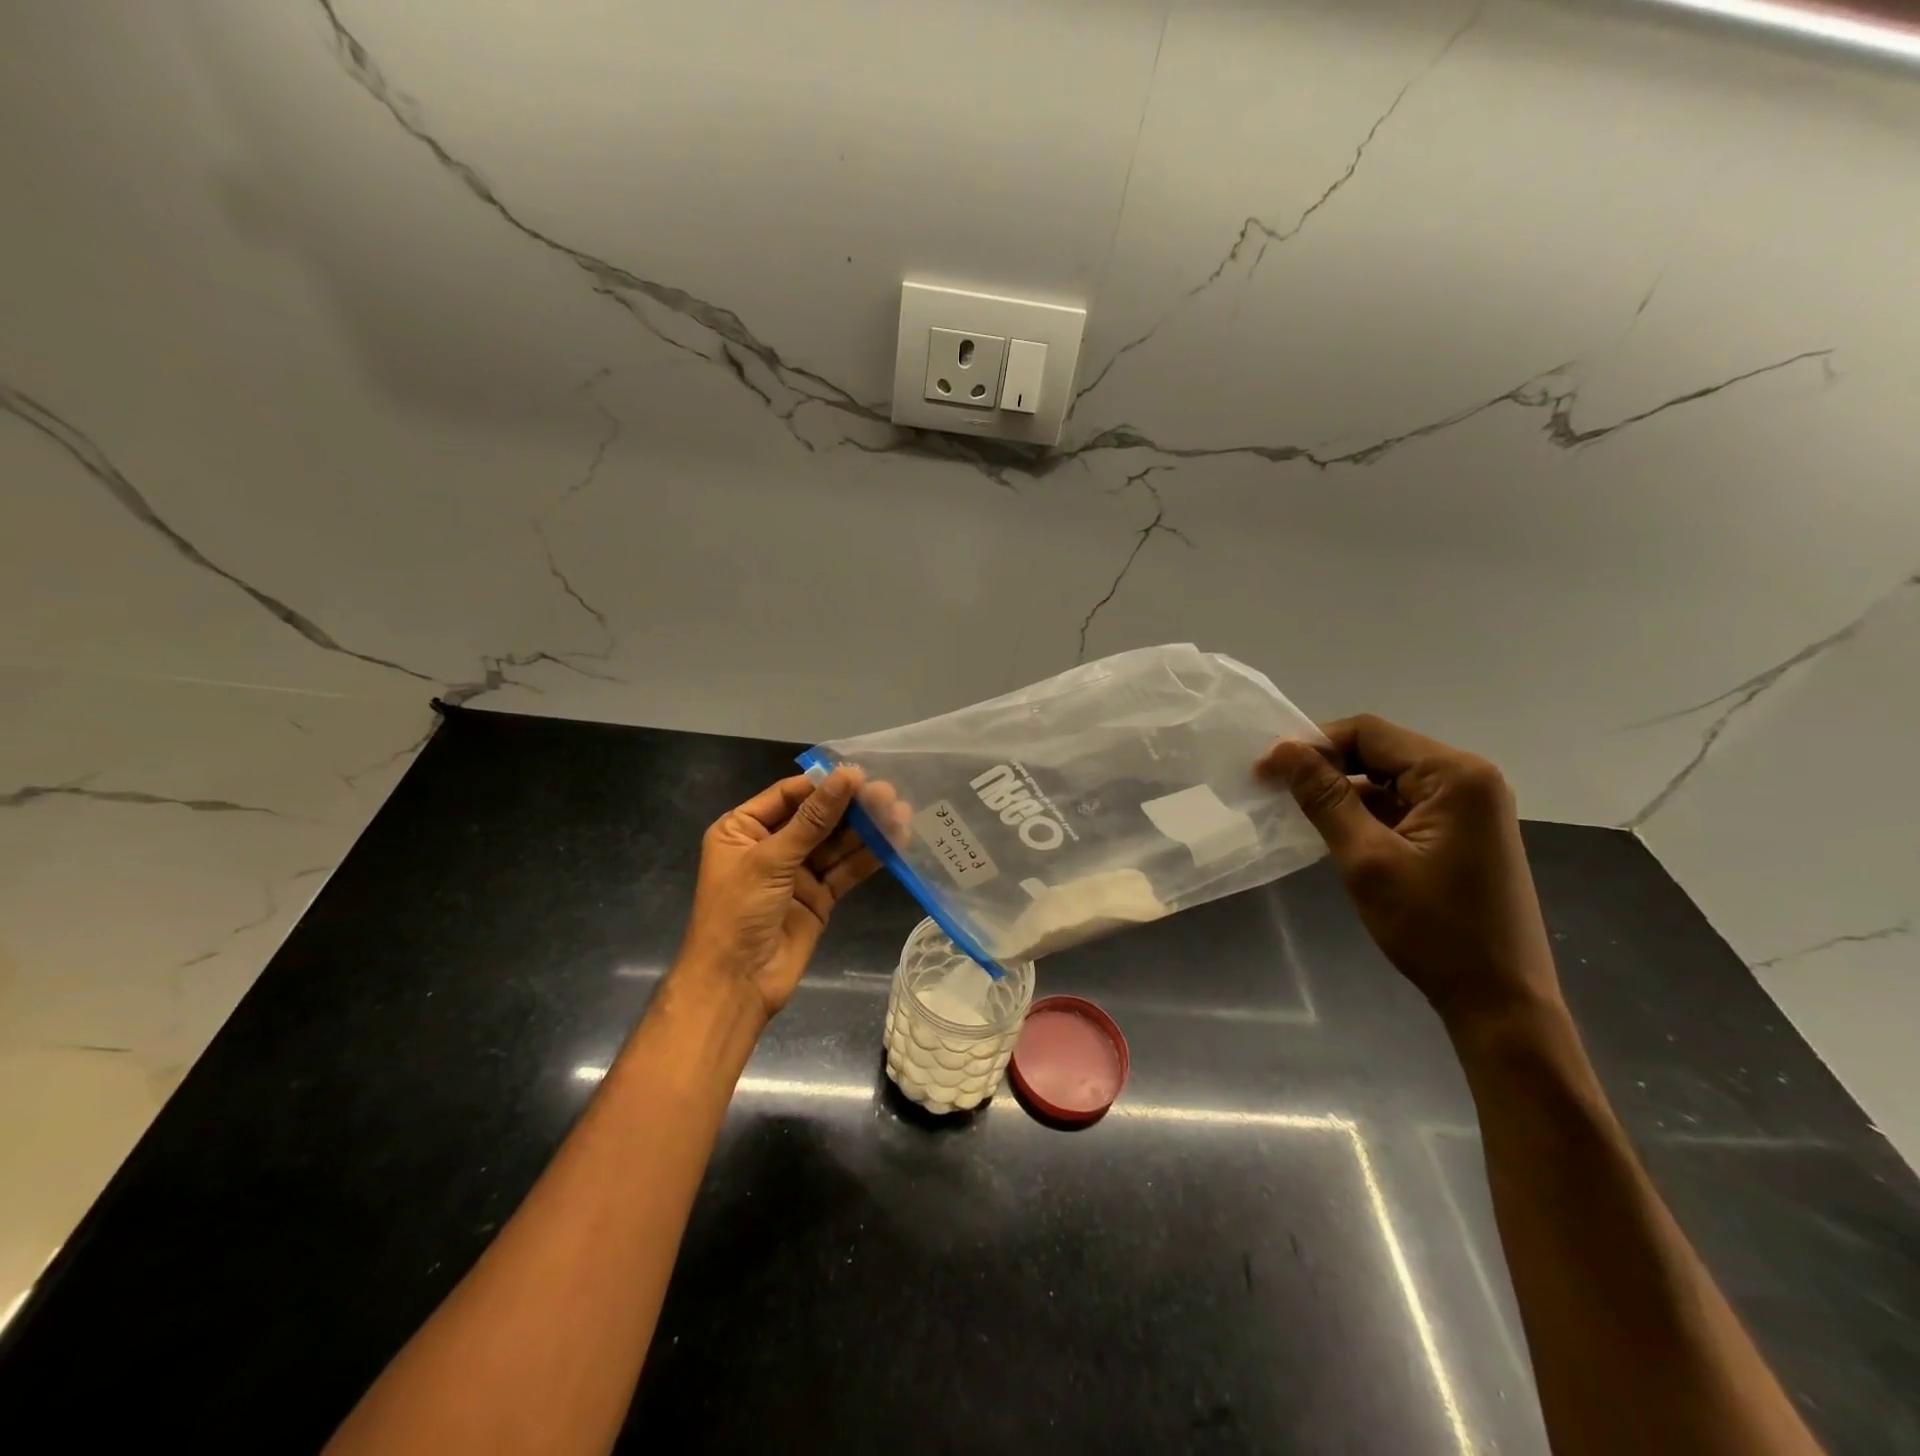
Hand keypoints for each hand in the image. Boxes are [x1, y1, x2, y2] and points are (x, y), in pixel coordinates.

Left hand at [676, 769, 885, 1019]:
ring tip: (900, 812)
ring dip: (866, 830)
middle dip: (851, 807)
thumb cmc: (738, 912)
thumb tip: (846, 776)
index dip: (824, 785)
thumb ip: (813, 819)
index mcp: (743, 829)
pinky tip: (895, 842)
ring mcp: (796, 873)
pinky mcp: (819, 897)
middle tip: (888, 793)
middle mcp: (770, 846)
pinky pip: (846, 870)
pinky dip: (868, 857)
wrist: (737, 985)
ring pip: (836, 843)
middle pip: (817, 818)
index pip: (789, 796)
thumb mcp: (771, 859)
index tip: (860, 774)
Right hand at [1260, 715, 1562, 1028]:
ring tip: (1295, 811)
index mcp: (1455, 775)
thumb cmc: (1433, 929)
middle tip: (1273, 788)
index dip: (1311, 744)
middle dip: (1324, 766)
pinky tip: (1334, 832)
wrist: (1500, 1001)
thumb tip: (1284, 750)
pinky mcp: (1462, 832)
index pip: (1368, 733)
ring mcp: (1469, 806)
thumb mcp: (1367, 859)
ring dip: (1342, 790)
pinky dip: (1365, 811)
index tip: (1265, 769)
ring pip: (1388, 778)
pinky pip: (1403, 804)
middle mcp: (1469, 778)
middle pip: (1380, 750)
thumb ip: (1324, 798)